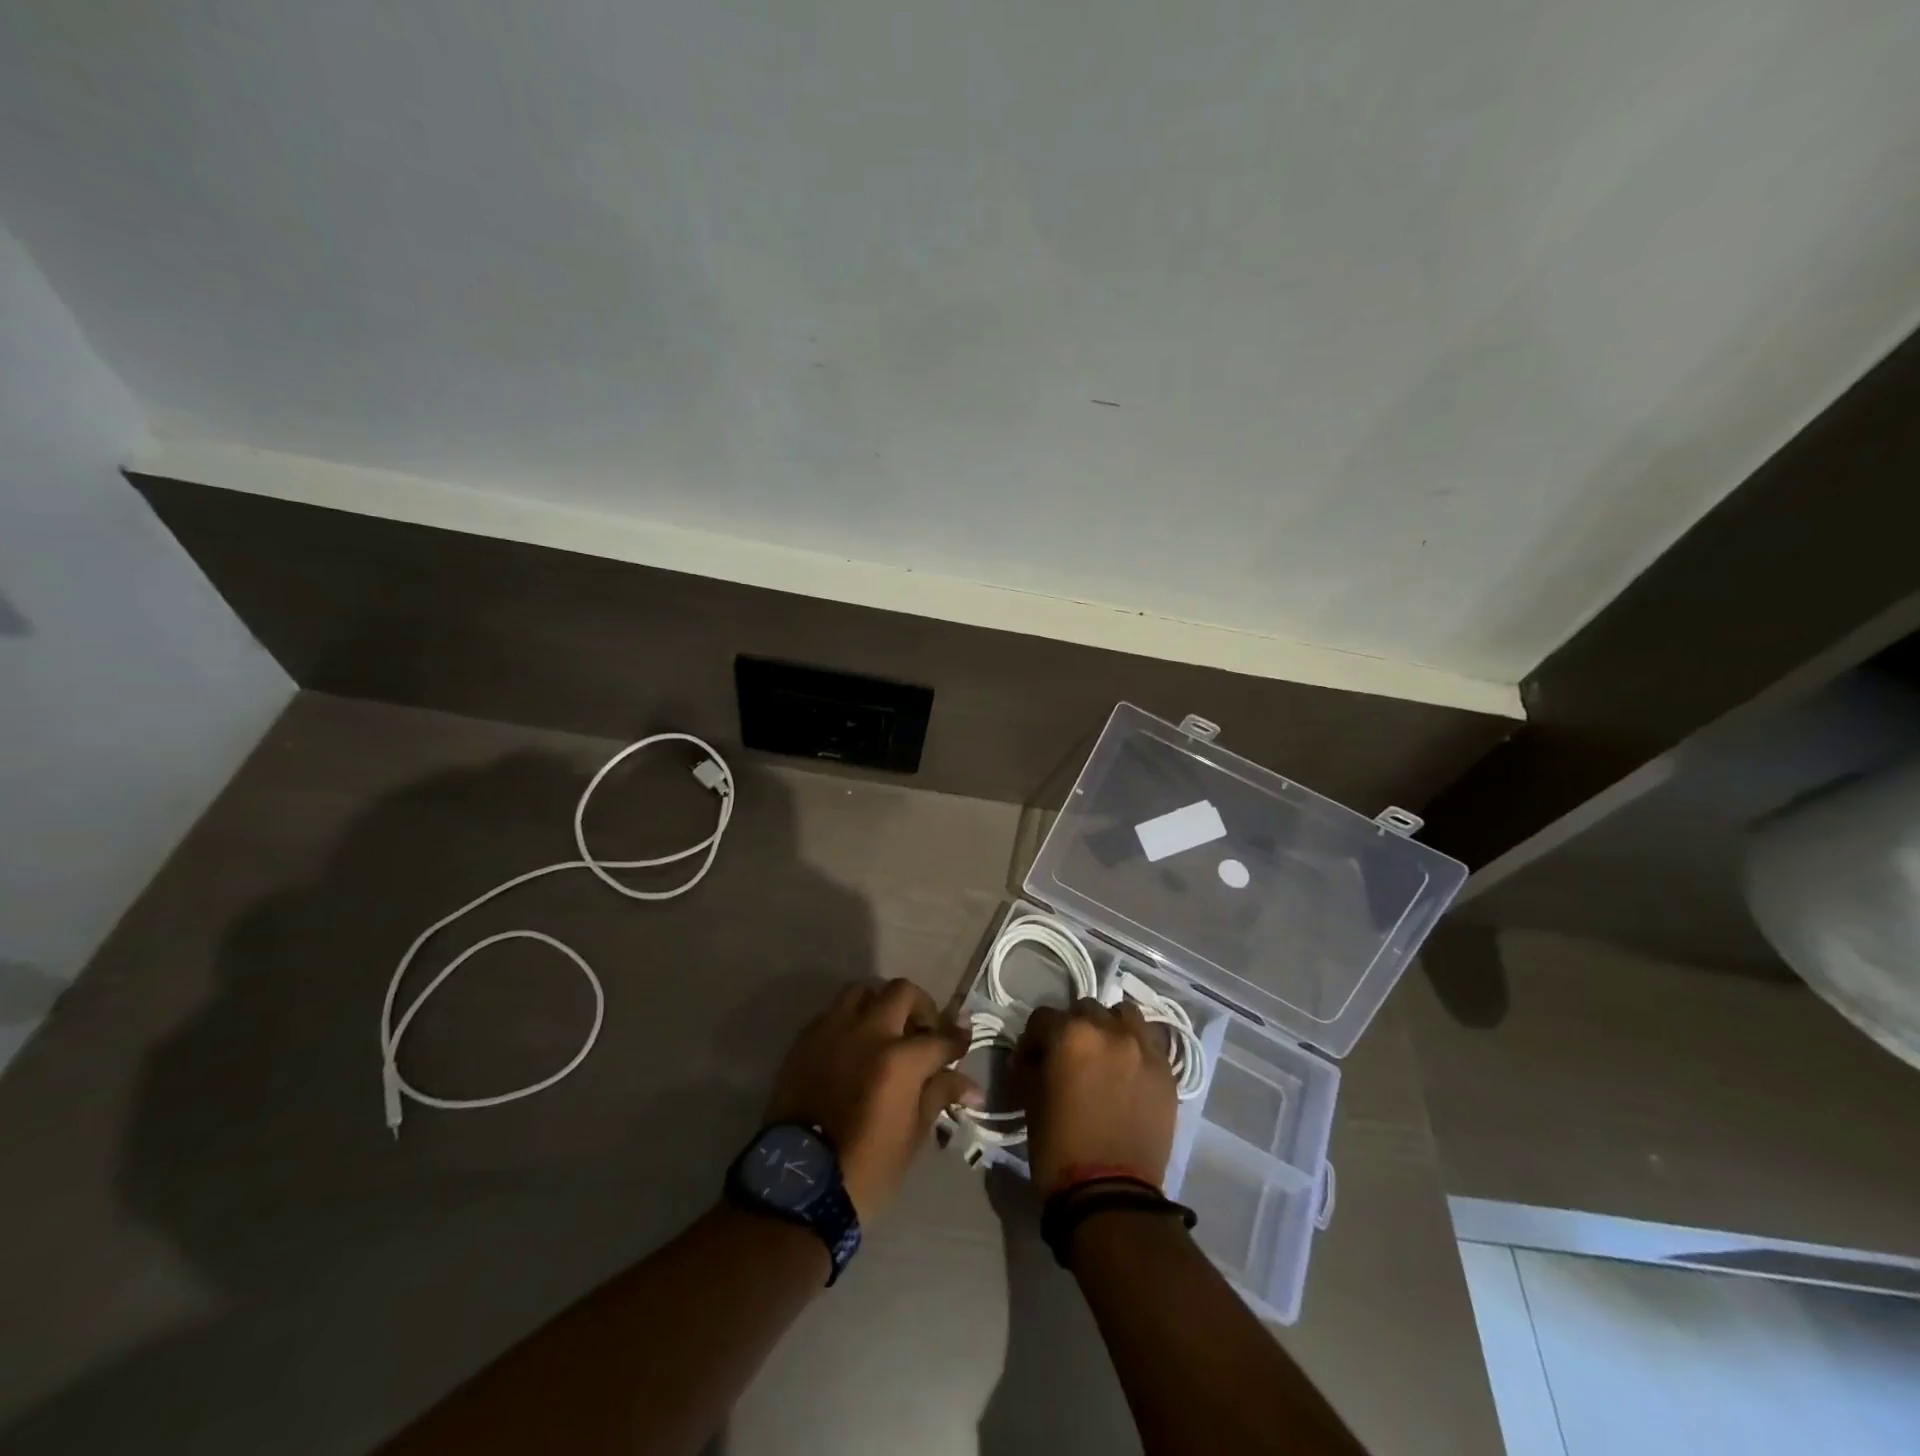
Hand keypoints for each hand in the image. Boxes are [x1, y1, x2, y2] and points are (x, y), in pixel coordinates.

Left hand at [766, 978, 979, 1222]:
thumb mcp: (913, 1136)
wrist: (798, 1183)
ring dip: (882, 1004)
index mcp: (899, 1060)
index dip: (958, 1039)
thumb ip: (939, 1094)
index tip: (963, 1041)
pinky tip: (855, 1046)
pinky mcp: (806, 1039)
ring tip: (886, 1031)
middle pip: (903, 992)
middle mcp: (868, 1032)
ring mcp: (833, 1030)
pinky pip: (835, 1011)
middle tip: (924, 1033)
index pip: (941, 1037)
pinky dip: (852, 1019)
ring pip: (864, 990)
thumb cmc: (866, 1168)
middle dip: (922, 1008)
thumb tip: (969, 1084)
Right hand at [1014, 999, 1176, 1195]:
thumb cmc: (1059, 1147)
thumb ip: (1031, 1064)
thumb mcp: (1030, 1098)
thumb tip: (1033, 1054)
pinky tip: (1129, 1070)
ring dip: (1110, 1028)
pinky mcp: (1166, 1070)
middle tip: (1070, 1058)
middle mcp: (1109, 1029)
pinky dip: (1137, 1047)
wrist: (1111, 1195)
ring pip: (1124, 1015)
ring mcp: (1143, 1047)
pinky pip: (1150, 1041)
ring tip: (1105, 1055)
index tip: (1032, 1060)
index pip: (1043, 1017)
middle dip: (1073, 1029)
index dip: (1034, 1039)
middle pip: (1085, 1010)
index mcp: (1070, 1034)